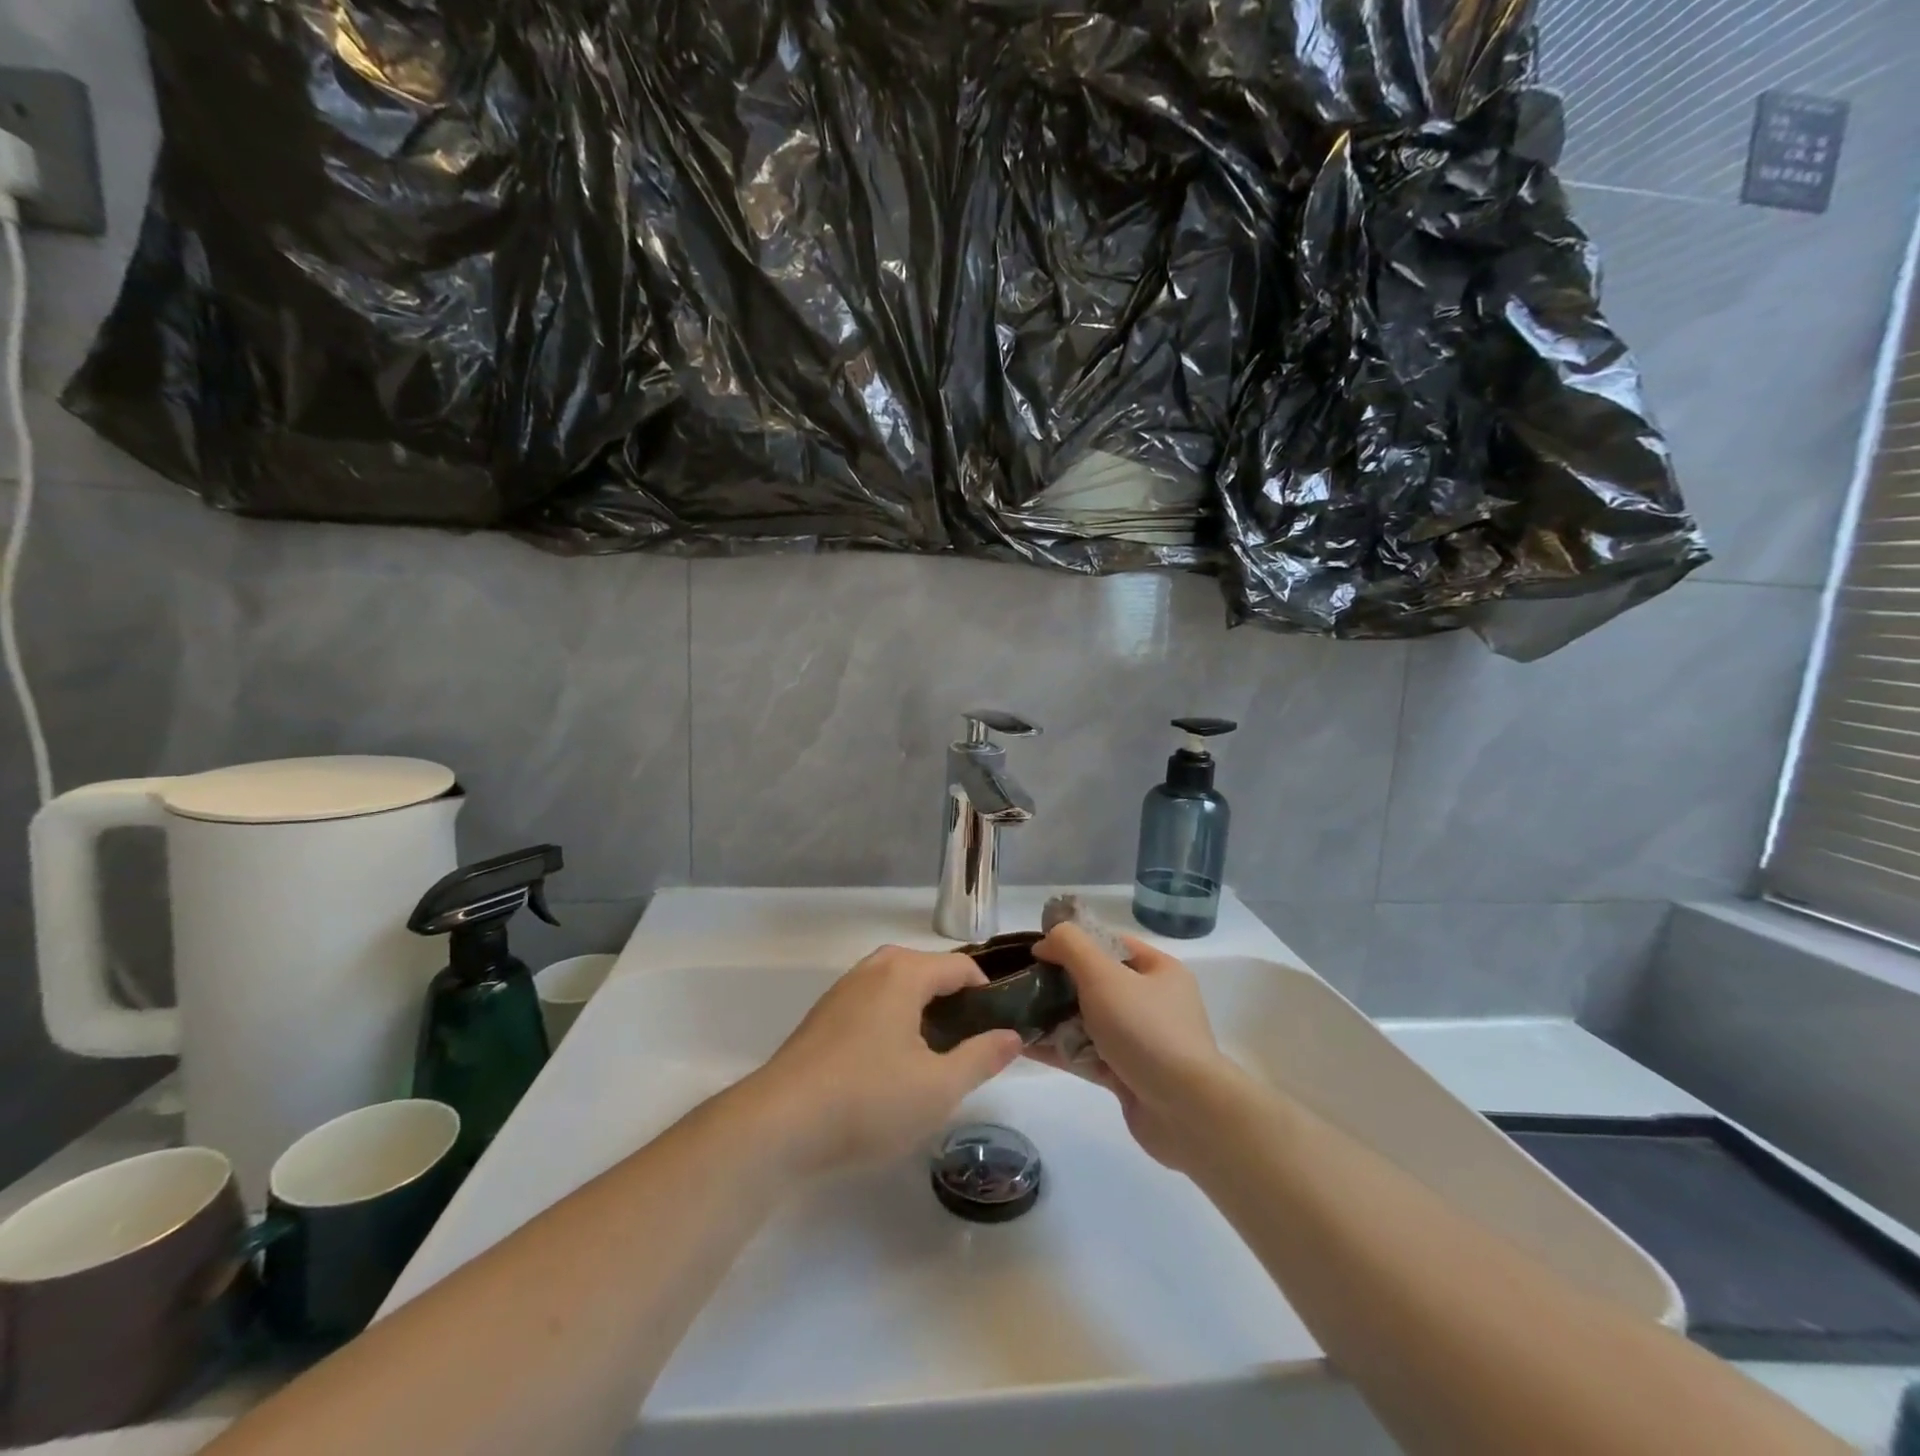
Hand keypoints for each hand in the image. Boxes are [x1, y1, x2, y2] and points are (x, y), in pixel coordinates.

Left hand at [745, 945, 1022, 1175]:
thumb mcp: (939, 1087)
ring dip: (921, 1011)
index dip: (987, 993)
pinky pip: (871, 1004)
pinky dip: (892, 1020)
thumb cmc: (869, 1100)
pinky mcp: (822, 1017)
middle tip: (969, 1046)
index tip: (999, 1030)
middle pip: (927, 970)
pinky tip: (890, 1065)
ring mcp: (842, 991)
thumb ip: (982, 1057)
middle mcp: (872, 969)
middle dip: (954, 1001)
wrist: (780, 1124)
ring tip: (934, 1056)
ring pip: (896, 987)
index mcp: (904, 973)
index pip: (960, 967)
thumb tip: (1012, 1035)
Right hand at [1027, 924, 1230, 1170]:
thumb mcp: (1104, 975)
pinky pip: (1087, 1055)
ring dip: (1054, 1018)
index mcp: (1159, 971)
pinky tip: (1024, 1047)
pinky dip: (1059, 1050)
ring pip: (1088, 1022)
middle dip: (1059, 984)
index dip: (1074, 942)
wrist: (1186, 1112)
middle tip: (1021, 985)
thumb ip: (1071, 946)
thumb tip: (1046, 942)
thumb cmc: (1146, 1030)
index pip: (1110, 944)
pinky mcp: (1127, 1075)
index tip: (1038, 950)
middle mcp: (1153, 1003)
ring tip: (1014, 1015)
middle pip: (1097, 983)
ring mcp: (1140, 1042)